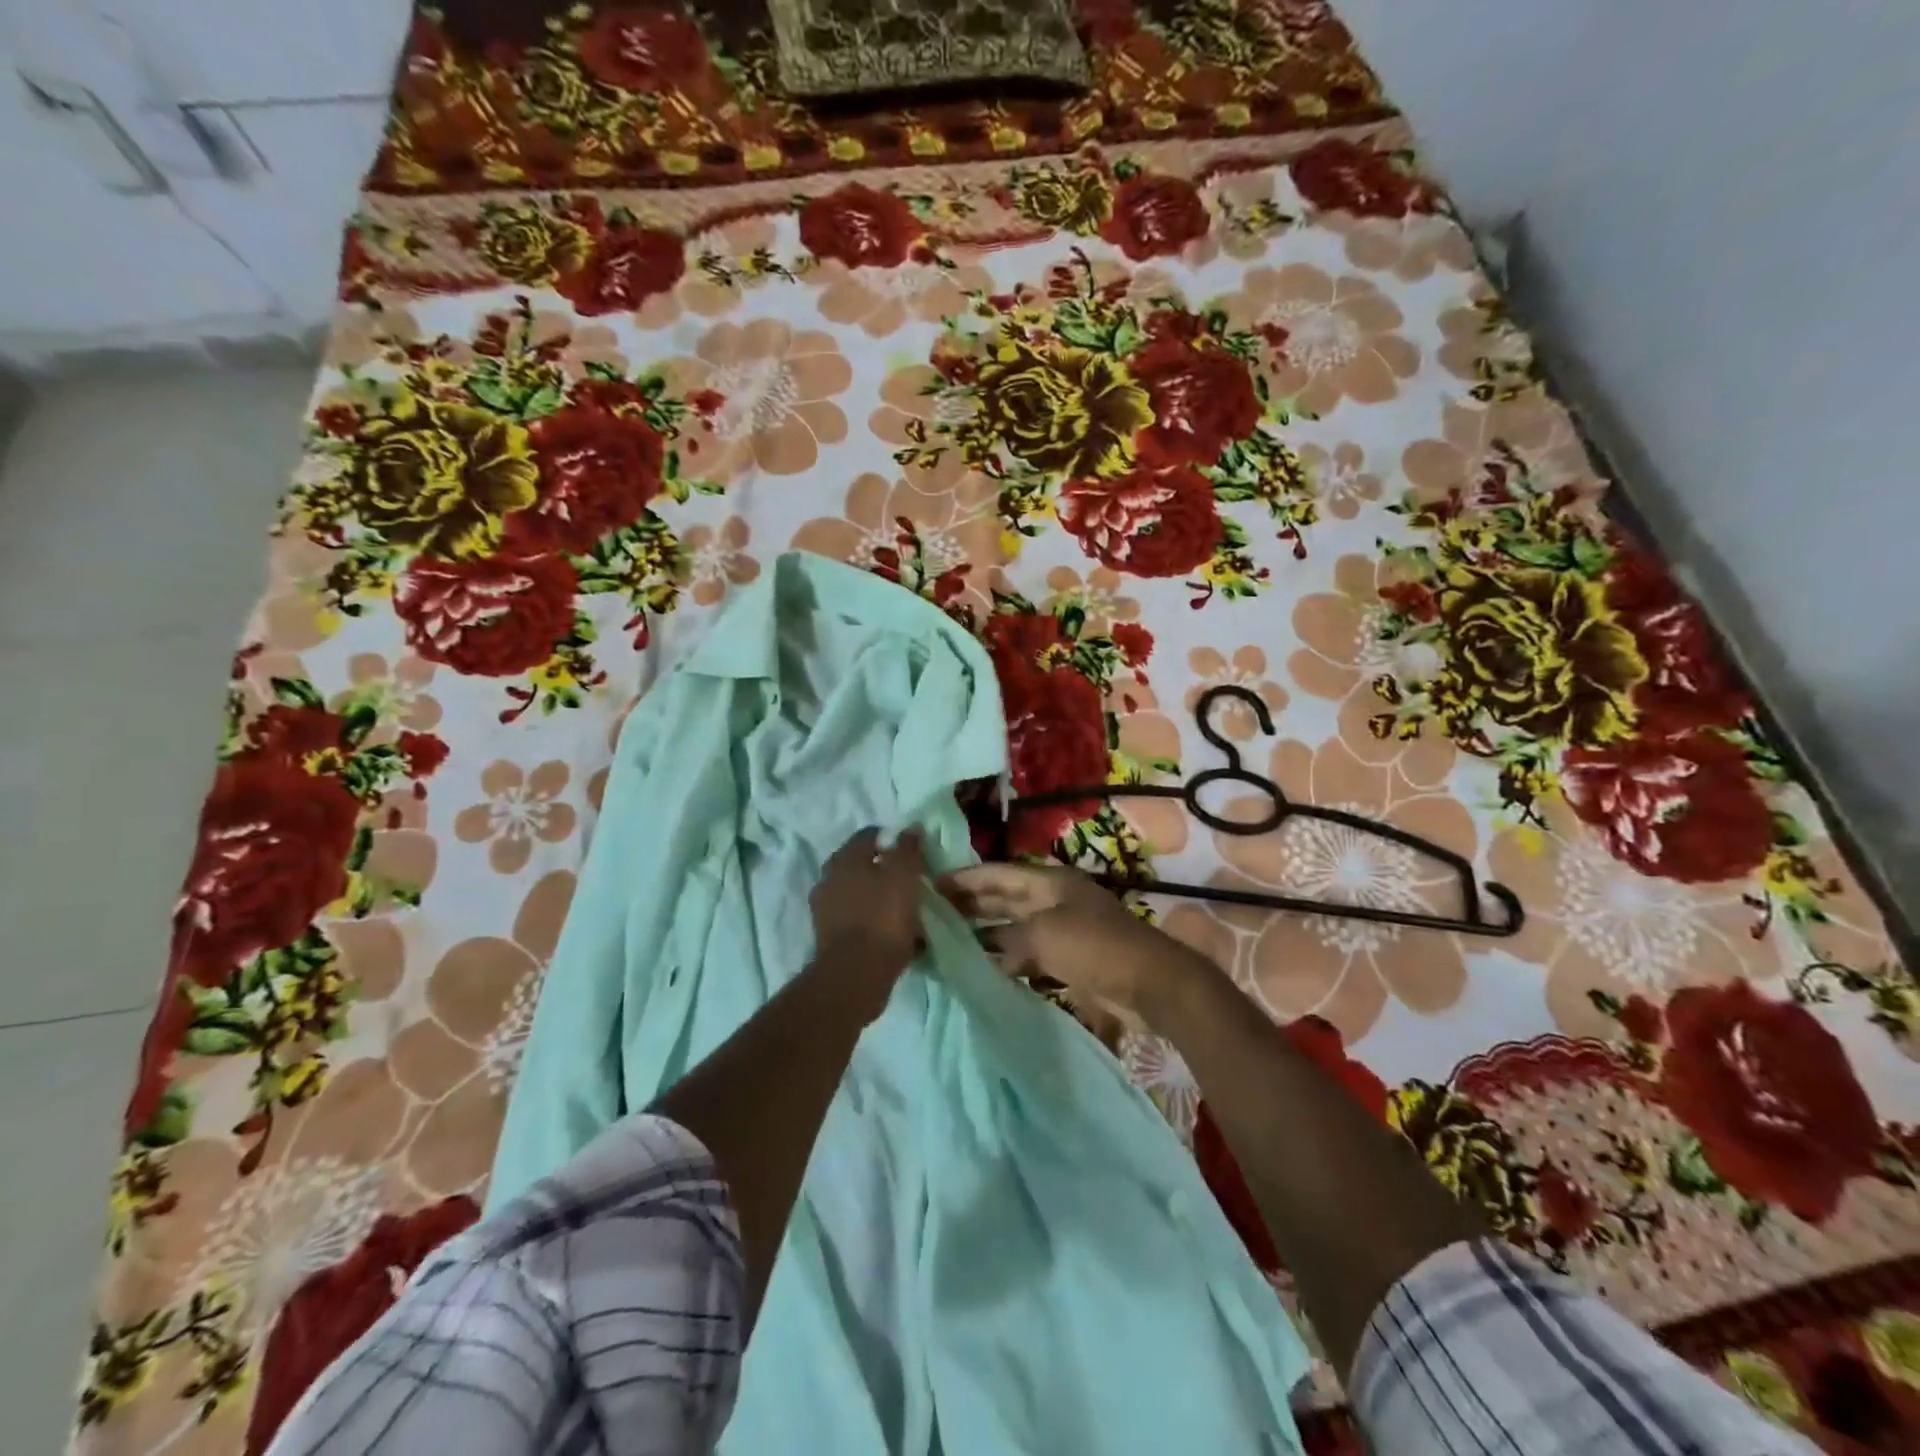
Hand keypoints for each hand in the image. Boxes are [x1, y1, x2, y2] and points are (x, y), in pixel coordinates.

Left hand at [810, 828, 926, 994]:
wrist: (856, 974)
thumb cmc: (883, 917)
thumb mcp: (904, 875)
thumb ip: (907, 848)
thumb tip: (911, 827)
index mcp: (846, 858)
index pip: (868, 835)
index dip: (891, 839)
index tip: (911, 851)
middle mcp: (829, 878)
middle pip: (859, 864)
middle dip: (881, 868)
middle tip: (906, 879)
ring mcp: (825, 909)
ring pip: (856, 893)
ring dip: (875, 896)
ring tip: (901, 908)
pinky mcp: (828, 936)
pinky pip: (855, 919)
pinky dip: (870, 920)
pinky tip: (889, 932)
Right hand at [939, 863, 1214, 1027]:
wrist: (1151, 983)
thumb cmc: (1096, 947)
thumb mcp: (1044, 936)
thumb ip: (1007, 938)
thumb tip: (986, 950)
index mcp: (1049, 882)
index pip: (998, 874)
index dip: (966, 878)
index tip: (932, 883)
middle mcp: (1053, 900)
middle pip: (1005, 898)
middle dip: (971, 904)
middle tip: (933, 912)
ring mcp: (1063, 929)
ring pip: (1014, 927)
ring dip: (986, 933)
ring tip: (950, 940)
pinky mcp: (1070, 959)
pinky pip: (1028, 953)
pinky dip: (1006, 958)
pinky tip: (984, 968)